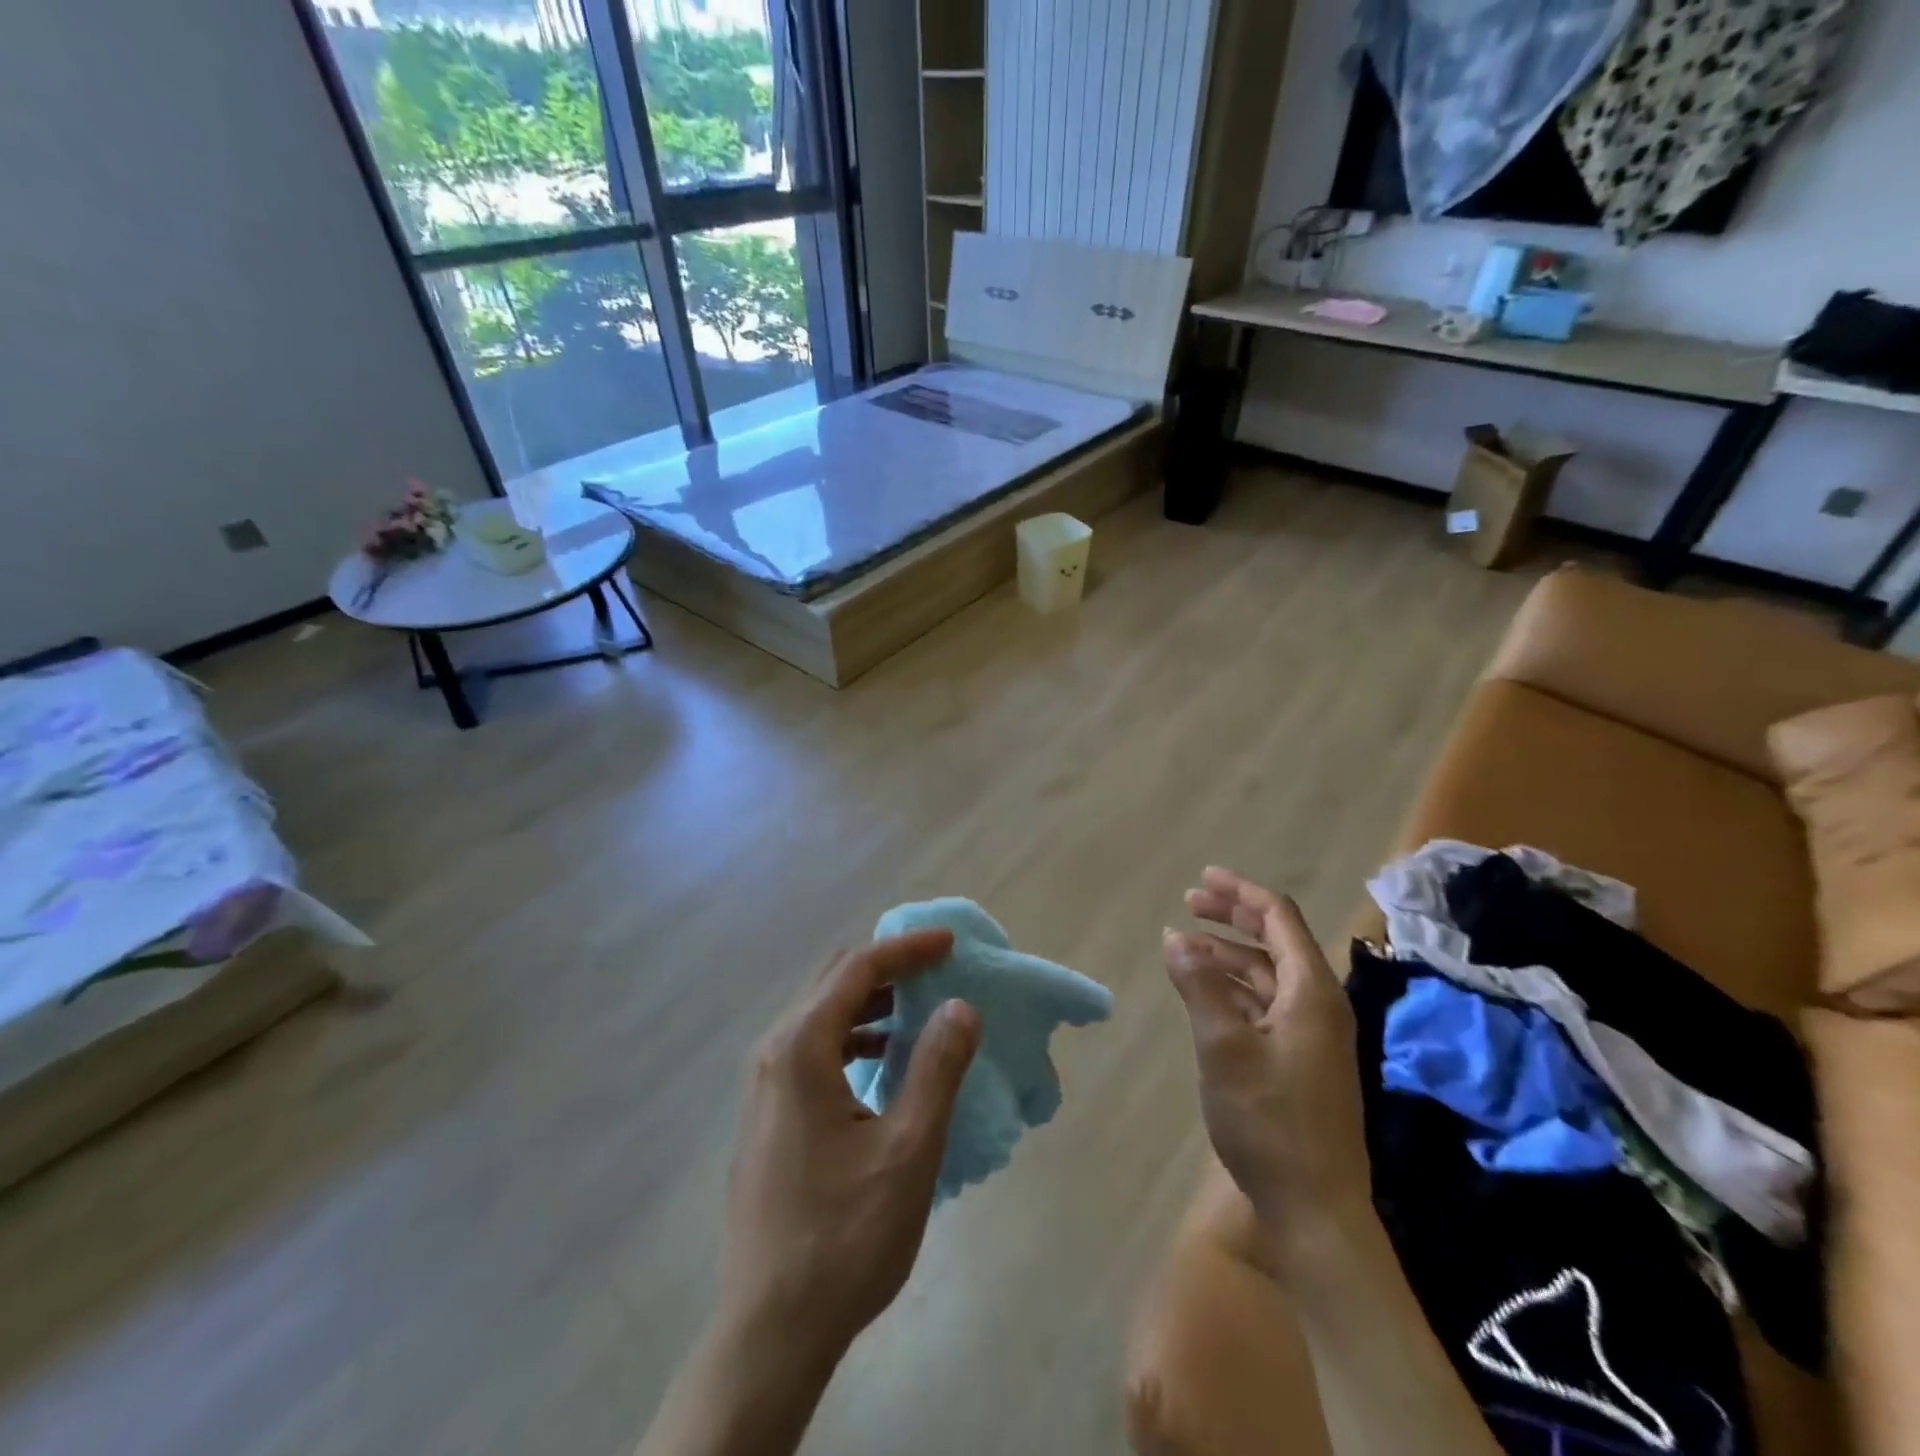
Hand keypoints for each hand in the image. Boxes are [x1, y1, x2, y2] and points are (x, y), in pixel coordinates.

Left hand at [721, 930, 982, 1361]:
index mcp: (800, 1048)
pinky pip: (814, 1048)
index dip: (907, 949)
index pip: (858, 969)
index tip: (951, 943)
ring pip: (821, 1014)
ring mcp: (765, 1085)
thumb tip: (961, 1005)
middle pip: (833, 981)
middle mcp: (774, 1052)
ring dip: (871, 1002)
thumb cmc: (844, 1236)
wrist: (771, 1330)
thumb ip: (937, 1067)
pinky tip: (885, 1061)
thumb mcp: (908, 1149)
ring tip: (920, 1010)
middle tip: (938, 969)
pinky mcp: (769, 1113)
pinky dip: (854, 1036)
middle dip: (888, 967)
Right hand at [1165, 867, 1370, 1270]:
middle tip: (1189, 902)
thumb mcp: (1224, 1048)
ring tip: (1185, 947)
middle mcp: (1319, 1004)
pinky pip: (1265, 1003)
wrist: (1316, 1209)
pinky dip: (1234, 987)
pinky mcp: (1300, 1060)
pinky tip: (1205, 992)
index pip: (1279, 918)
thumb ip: (1200, 987)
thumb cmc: (1270, 1121)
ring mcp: (1312, 1034)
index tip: (1202, 878)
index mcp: (1312, 991)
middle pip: (1276, 940)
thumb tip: (1175, 938)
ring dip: (1228, 953)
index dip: (1241, 892)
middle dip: (1233, 916)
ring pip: (1268, 973)